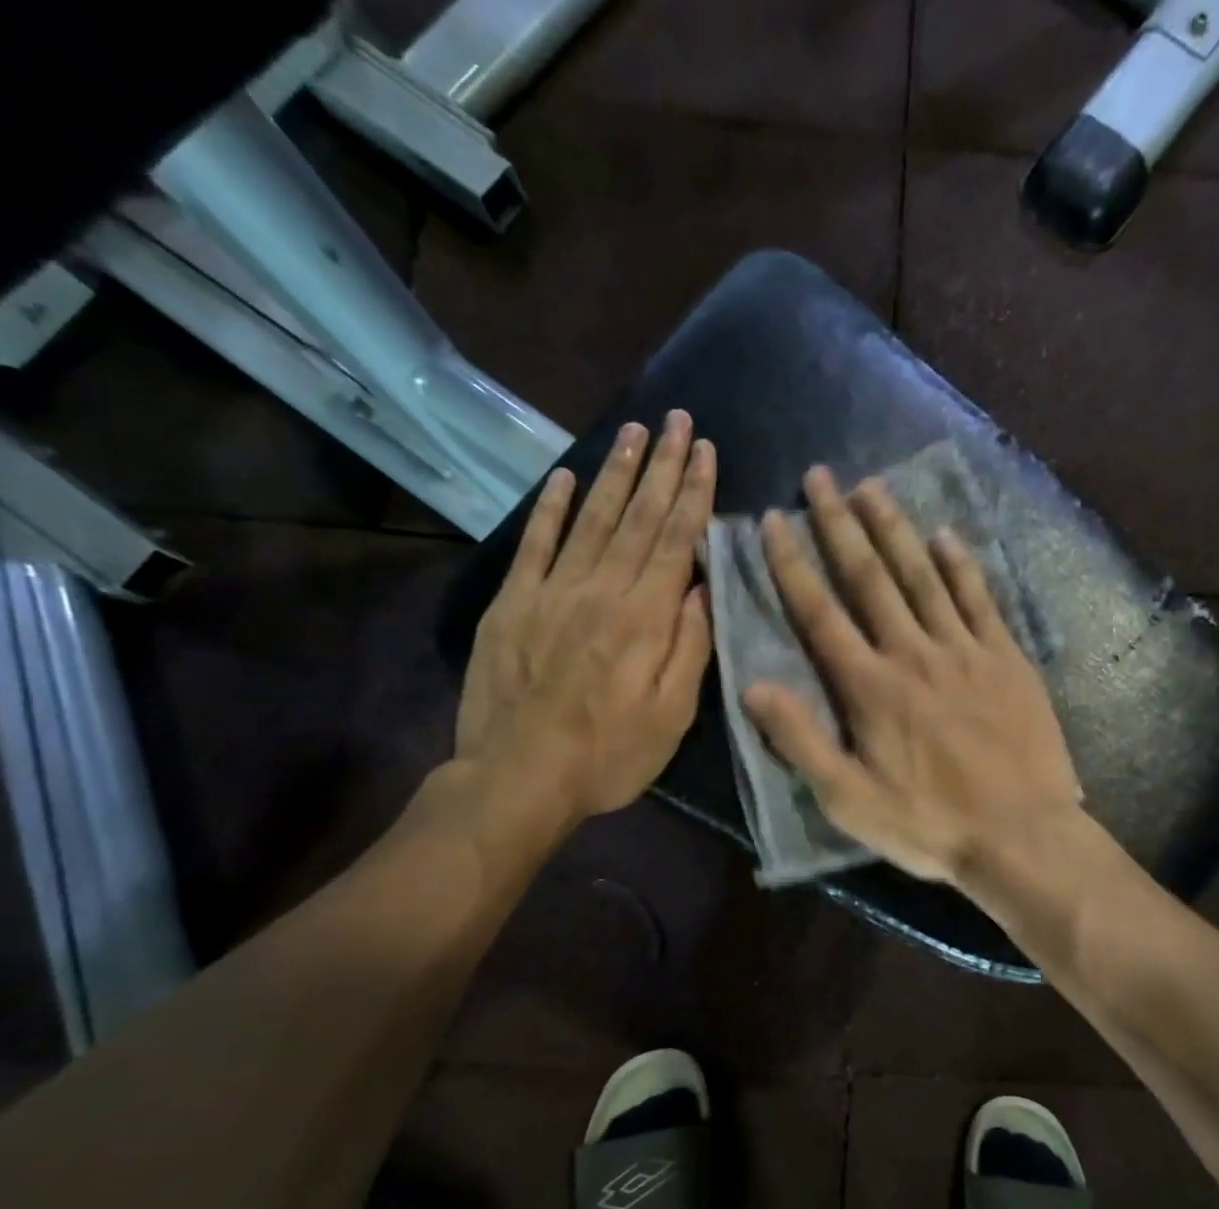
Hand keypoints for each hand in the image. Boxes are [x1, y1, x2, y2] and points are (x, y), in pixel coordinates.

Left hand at [454, 411, 714, 829]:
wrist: (518, 779)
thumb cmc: (609, 755)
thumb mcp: (672, 716)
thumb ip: (690, 647)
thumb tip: (701, 586)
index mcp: (644, 617)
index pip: (674, 540)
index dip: (693, 493)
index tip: (706, 451)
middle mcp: (599, 590)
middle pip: (636, 517)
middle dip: (662, 466)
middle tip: (677, 420)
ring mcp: (550, 592)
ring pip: (589, 518)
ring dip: (614, 472)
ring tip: (634, 432)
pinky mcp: (511, 604)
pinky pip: (534, 544)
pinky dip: (549, 508)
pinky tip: (563, 477)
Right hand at [743, 467, 1079, 884]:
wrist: (1022, 835)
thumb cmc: (929, 824)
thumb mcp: (849, 800)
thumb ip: (800, 741)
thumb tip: (753, 687)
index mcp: (870, 688)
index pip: (820, 613)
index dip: (792, 564)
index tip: (775, 520)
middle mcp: (913, 653)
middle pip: (870, 577)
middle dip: (840, 524)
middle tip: (821, 476)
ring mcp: (965, 650)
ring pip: (924, 575)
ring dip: (895, 528)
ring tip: (872, 486)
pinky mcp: (1007, 658)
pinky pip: (981, 599)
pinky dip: (962, 564)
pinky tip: (947, 535)